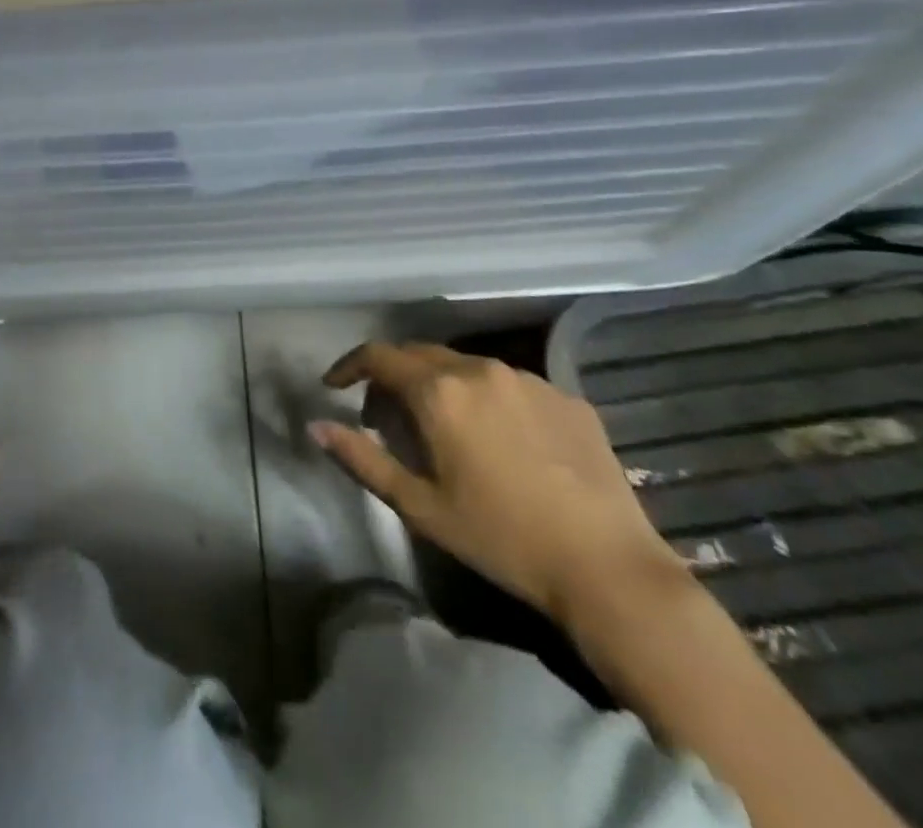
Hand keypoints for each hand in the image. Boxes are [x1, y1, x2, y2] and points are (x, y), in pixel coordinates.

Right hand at [310, 342, 680, 624]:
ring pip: (466, 367)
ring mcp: (528, 379)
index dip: (349, 366)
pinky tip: (502, 442)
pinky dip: (488, 400)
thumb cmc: (501, 538)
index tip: (334, 386)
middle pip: (420, 355)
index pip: (378, 356)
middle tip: (384, 416)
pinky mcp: (567, 397)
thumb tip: (315, 425)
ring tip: (444, 429)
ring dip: (442, 386)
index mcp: (439, 390)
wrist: (608, 568)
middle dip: (393, 377)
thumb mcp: (419, 506)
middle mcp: (480, 369)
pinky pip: (511, 385)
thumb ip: (362, 459)